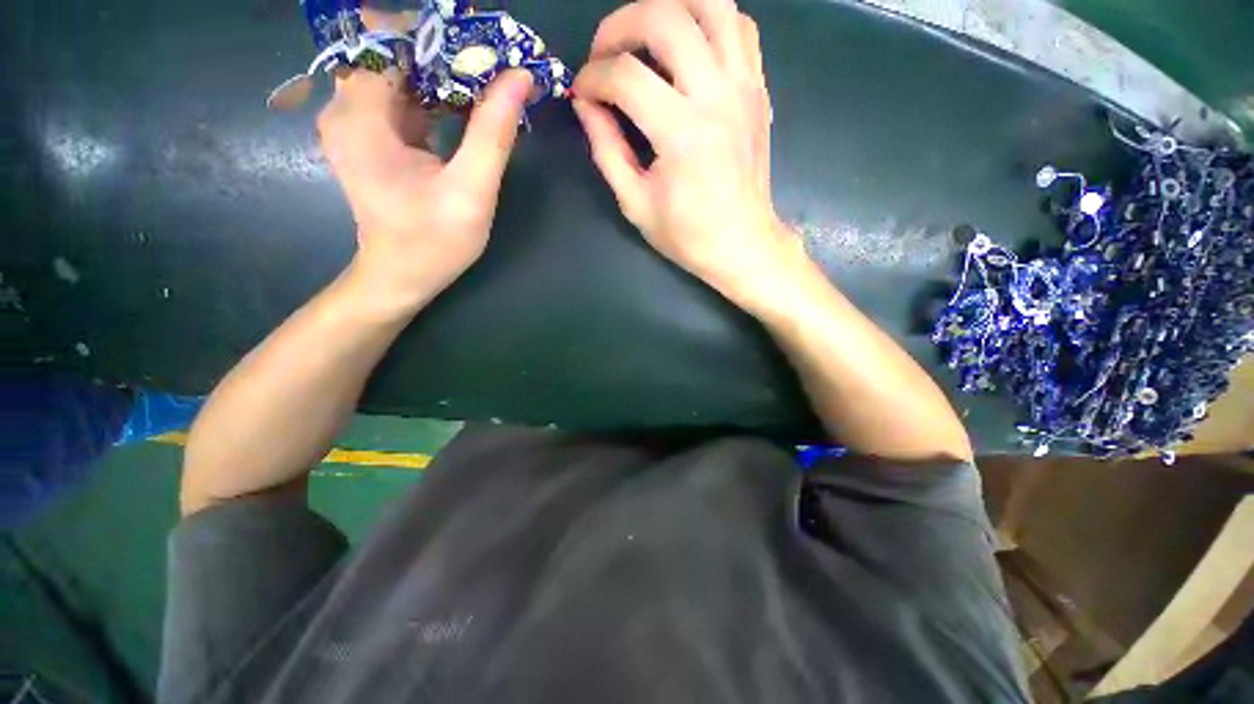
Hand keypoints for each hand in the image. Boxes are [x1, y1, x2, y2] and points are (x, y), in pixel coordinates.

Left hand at [318, 57, 532, 313]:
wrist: (401, 277)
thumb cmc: (433, 243)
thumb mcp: (471, 192)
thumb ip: (492, 134)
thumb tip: (519, 77)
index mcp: (362, 116)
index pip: (392, 40)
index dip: (441, 36)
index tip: (485, 45)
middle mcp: (348, 108)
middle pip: (396, 52)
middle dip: (448, 53)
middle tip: (497, 65)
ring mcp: (358, 121)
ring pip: (402, 72)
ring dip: (447, 73)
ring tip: (492, 83)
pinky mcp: (373, 136)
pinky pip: (404, 97)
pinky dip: (438, 95)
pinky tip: (470, 106)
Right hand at [573, 0, 802, 304]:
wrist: (742, 244)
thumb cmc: (687, 235)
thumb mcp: (635, 203)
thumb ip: (606, 149)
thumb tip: (585, 104)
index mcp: (682, 135)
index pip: (625, 77)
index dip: (592, 77)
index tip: (582, 92)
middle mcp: (716, 97)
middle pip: (665, 18)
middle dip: (619, 25)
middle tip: (604, 54)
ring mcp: (744, 87)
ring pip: (711, 3)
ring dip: (669, 7)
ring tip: (644, 36)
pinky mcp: (758, 89)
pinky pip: (739, 27)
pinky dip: (709, 20)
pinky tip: (689, 45)